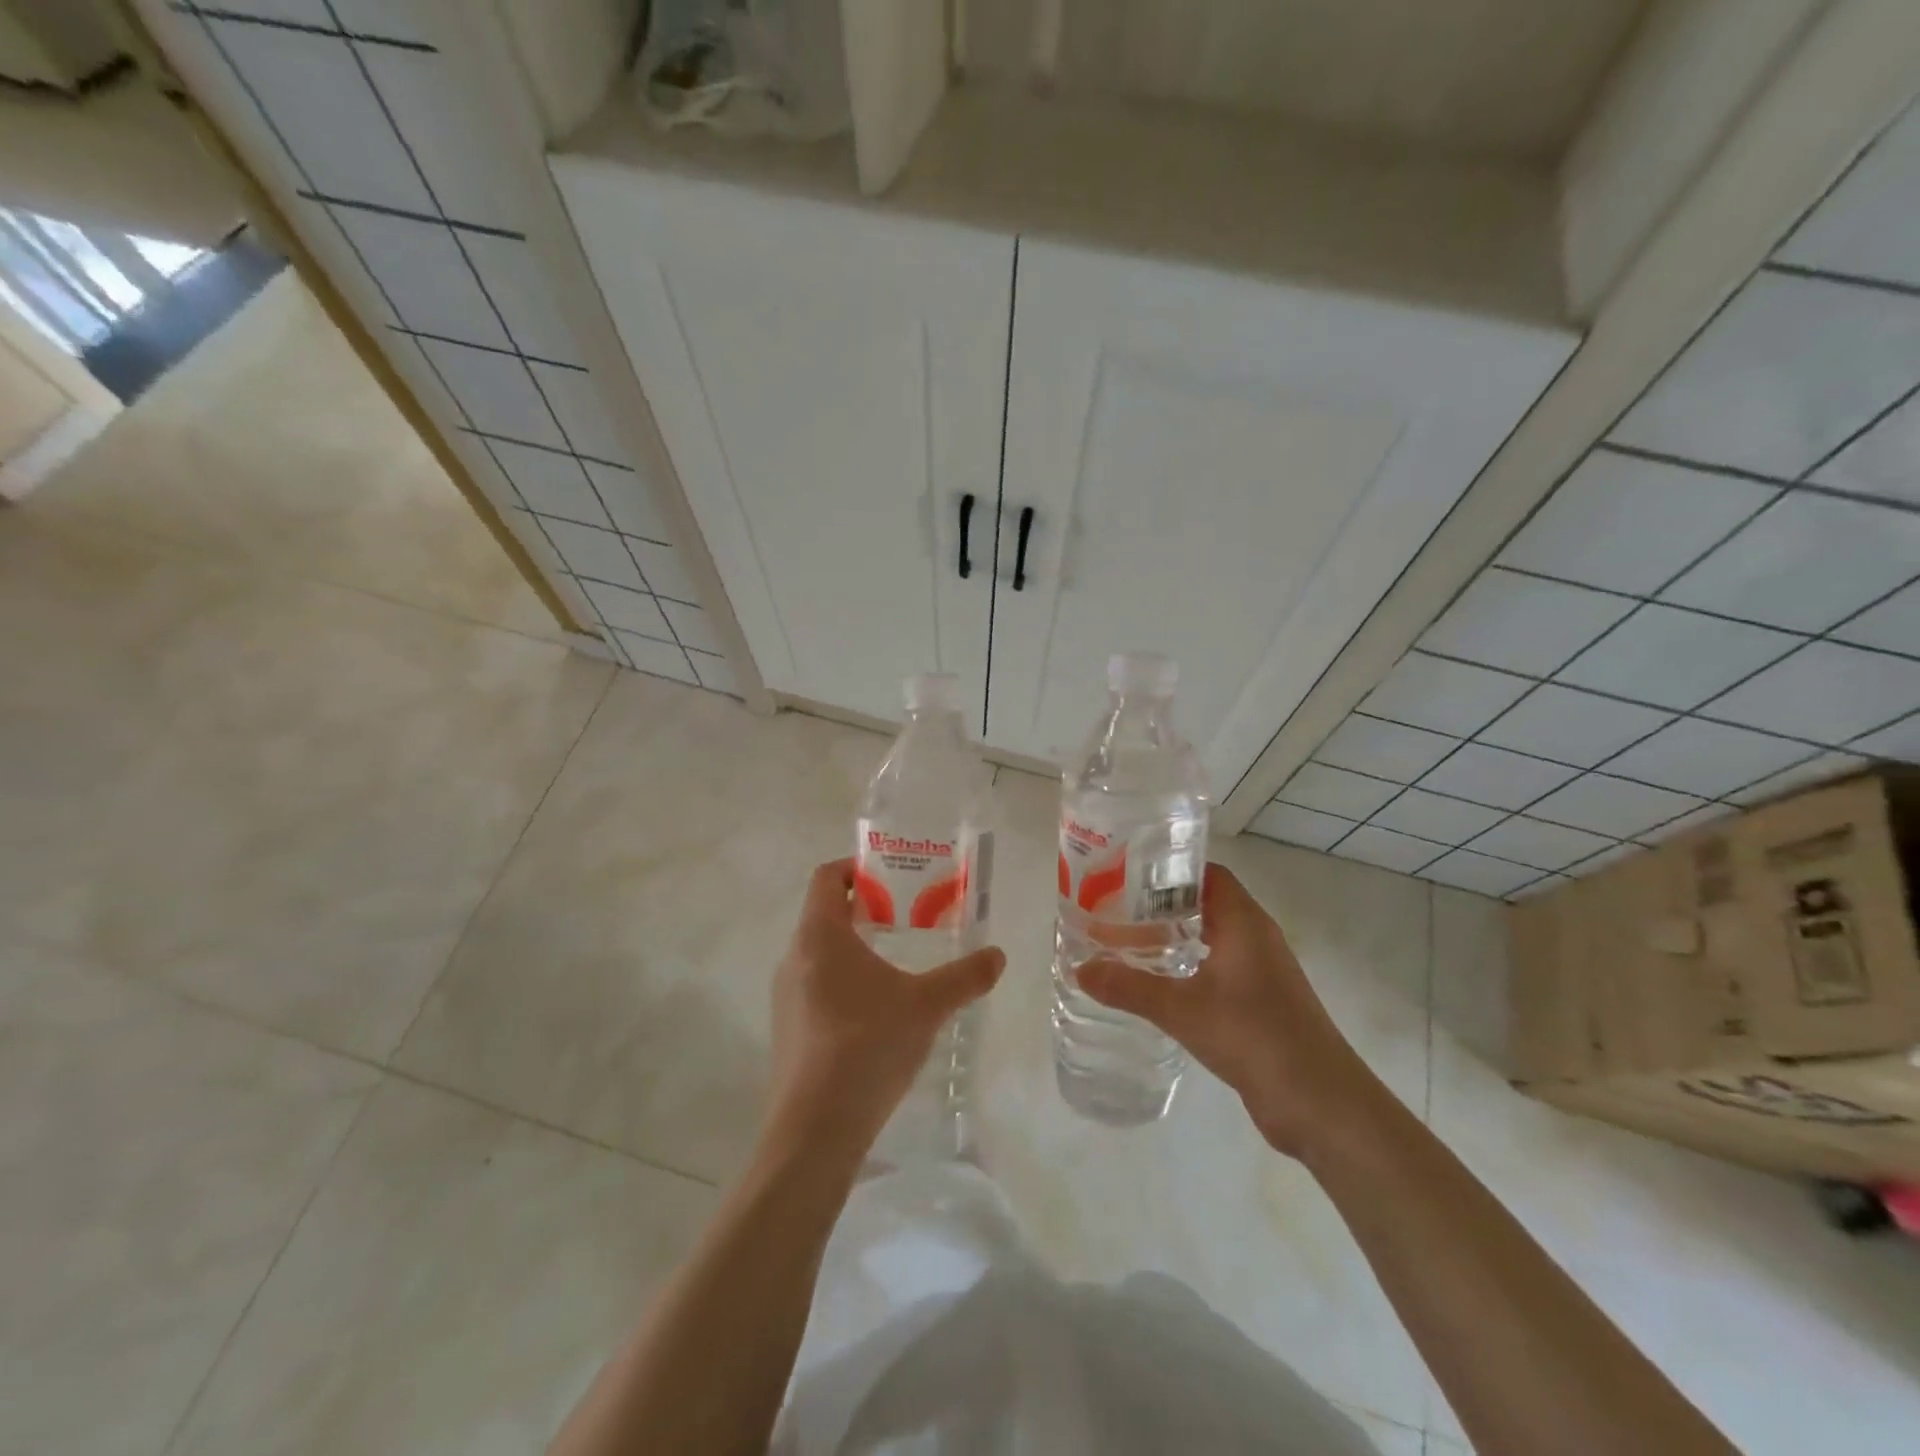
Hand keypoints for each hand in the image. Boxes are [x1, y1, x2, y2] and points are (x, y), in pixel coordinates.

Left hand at [764, 858, 1004, 1163]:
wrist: (815, 1129)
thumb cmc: (868, 1045)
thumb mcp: (926, 1005)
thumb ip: (965, 976)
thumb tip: (998, 956)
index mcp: (820, 935)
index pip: (826, 876)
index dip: (856, 867)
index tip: (891, 876)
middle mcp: (794, 957)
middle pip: (824, 913)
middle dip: (865, 909)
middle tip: (906, 917)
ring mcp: (785, 995)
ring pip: (820, 952)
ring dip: (855, 947)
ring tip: (897, 962)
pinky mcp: (787, 1029)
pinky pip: (815, 985)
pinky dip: (844, 980)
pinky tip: (877, 1011)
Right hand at [1078, 863, 1386, 1159]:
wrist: (1321, 1104)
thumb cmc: (1254, 1037)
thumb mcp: (1182, 1009)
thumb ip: (1129, 987)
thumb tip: (1080, 968)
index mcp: (1244, 922)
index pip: (1207, 873)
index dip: (1169, 869)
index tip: (1126, 873)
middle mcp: (1255, 937)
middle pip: (1206, 903)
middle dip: (1161, 904)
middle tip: (1114, 908)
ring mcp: (1261, 971)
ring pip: (1212, 937)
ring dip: (1174, 936)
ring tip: (1125, 941)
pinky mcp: (1260, 1002)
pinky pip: (1218, 968)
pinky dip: (1187, 966)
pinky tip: (1157, 983)